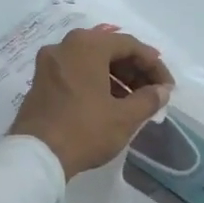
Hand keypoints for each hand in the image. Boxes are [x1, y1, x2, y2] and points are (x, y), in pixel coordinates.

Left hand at [9, 27, 173, 179]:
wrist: (36, 157)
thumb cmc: (85, 130)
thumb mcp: (125, 117)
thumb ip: (149, 99)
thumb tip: (162, 91)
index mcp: (87, 46)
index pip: (130, 46)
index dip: (154, 65)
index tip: (168, 86)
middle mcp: (66, 46)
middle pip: (110, 51)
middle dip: (135, 71)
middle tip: (153, 93)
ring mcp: (49, 64)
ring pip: (93, 62)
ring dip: (118, 78)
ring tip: (135, 101)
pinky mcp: (41, 82)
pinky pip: (77, 73)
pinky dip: (97, 83)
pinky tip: (111, 104)